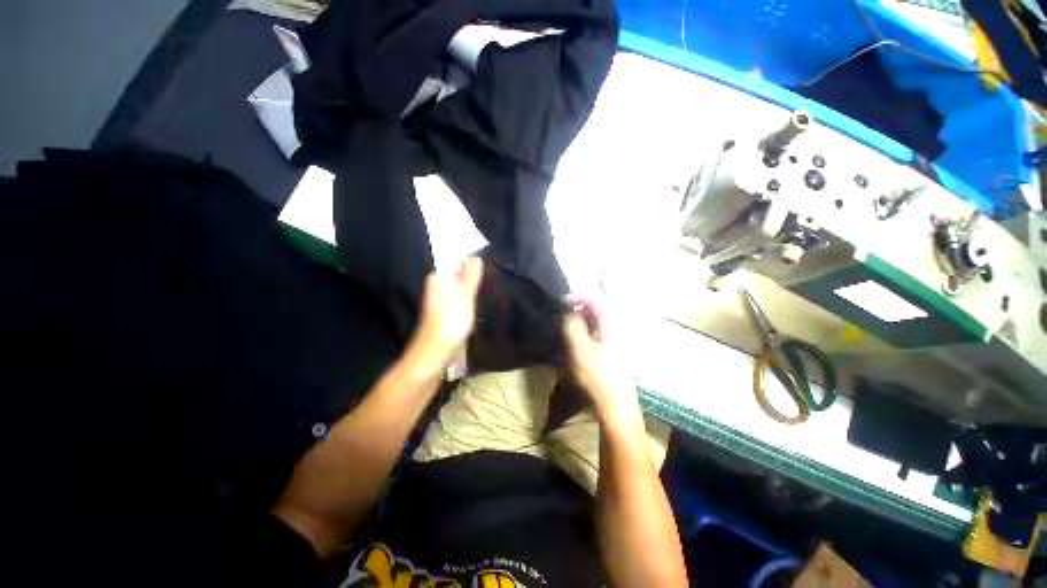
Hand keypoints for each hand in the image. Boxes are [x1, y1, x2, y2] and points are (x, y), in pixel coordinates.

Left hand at [404, 257, 483, 379]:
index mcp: (438, 280)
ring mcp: (441, 301)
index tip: (487, 261)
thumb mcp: (464, 298)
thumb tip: (476, 256)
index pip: (454, 260)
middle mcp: (437, 287)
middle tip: (493, 273)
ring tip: (489, 285)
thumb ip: (470, 277)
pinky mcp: (446, 313)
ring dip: (472, 285)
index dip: (469, 259)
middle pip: (457, 273)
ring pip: (459, 286)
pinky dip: (469, 297)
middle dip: (472, 272)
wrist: (433, 356)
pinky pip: (460, 298)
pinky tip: (479, 301)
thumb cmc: (449, 325)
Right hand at [562, 300, 642, 426]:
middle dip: (579, 311)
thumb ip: (573, 325)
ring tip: (569, 334)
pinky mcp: (614, 353)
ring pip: (597, 323)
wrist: (616, 405)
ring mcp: (618, 341)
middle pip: (597, 310)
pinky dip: (587, 334)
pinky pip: (599, 334)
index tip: (562, 304)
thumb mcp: (580, 348)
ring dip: (582, 323)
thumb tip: (571, 313)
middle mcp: (617, 328)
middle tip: (564, 322)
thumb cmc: (597, 375)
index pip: (595, 299)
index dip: (577, 297)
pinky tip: (579, 346)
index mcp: (610, 323)